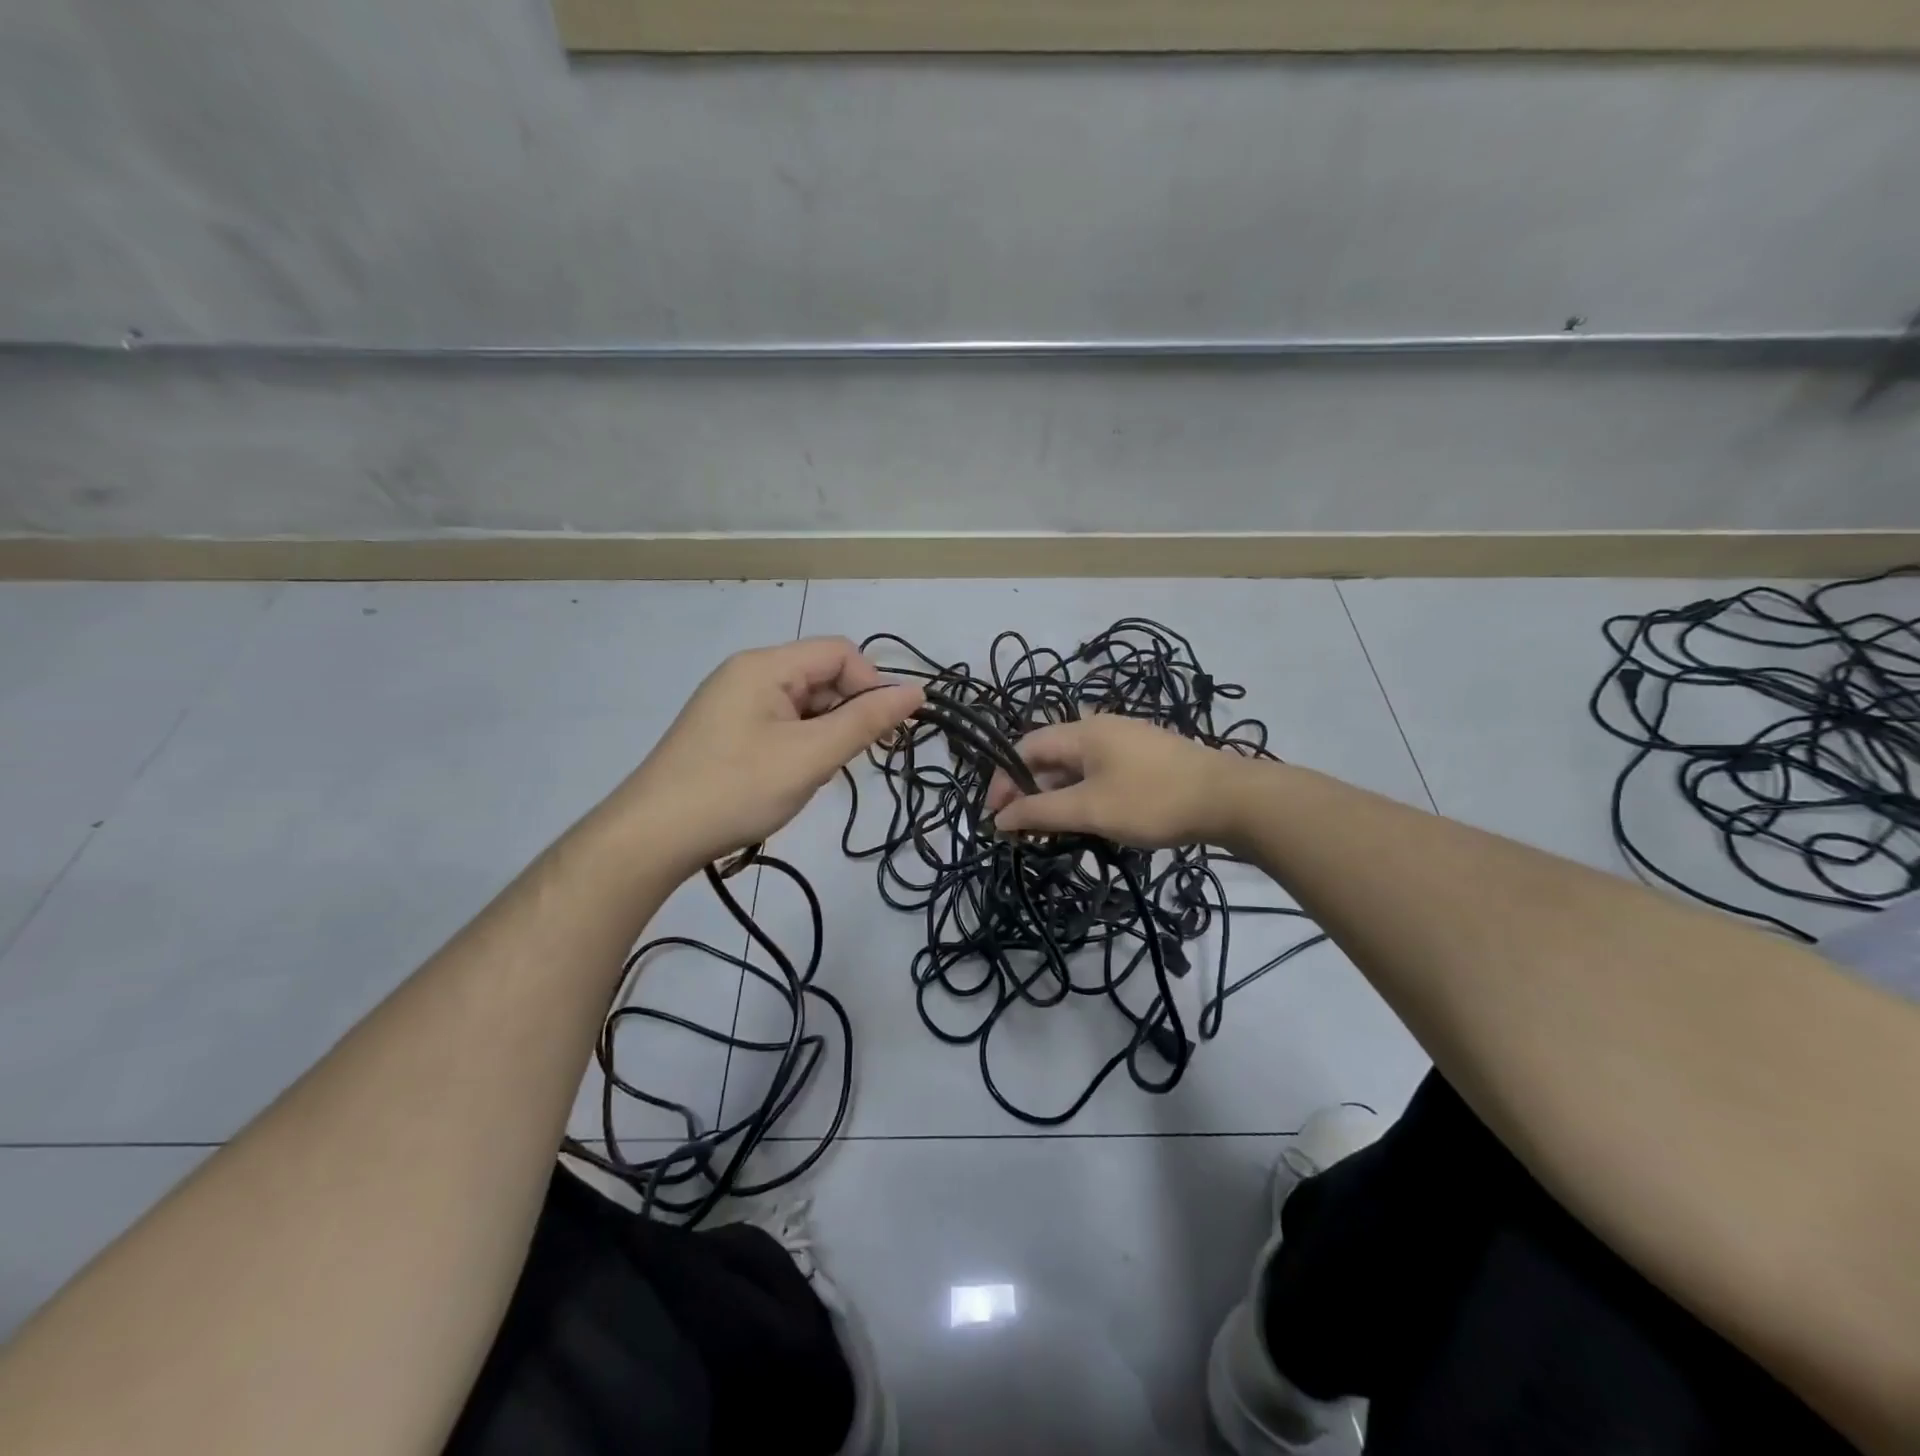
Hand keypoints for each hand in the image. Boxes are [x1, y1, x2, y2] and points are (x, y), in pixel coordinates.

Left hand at [622, 637, 922, 874]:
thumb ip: (866, 722)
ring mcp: (733, 704)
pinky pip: (780, 724)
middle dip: (847, 713)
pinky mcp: (726, 732)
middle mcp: (747, 674)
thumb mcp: (810, 756)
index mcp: (765, 666)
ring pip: (803, 705)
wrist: (652, 838)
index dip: (870, 685)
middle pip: (820, 676)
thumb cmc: (736, 789)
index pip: (839, 653)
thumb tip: (916, 692)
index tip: (884, 732)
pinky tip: (792, 779)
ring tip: (815, 775)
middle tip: (849, 760)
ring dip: (824, 734)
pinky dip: (800, 746)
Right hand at [984, 715, 1250, 848]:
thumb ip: (1040, 813)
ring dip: (1057, 797)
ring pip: (1075, 767)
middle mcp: (1100, 728)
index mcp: (1082, 731)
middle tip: (1024, 829)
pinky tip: (1089, 821)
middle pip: (1050, 756)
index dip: (1004, 780)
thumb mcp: (1090, 810)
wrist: (1230, 800)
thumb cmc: (1152, 801)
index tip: (998, 817)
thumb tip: (999, 818)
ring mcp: (1126, 742)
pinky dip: (1083, 795)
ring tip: (1053, 831)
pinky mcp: (1145, 760)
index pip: (1025, 747)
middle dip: (1030, 791)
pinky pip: (1099, 774)